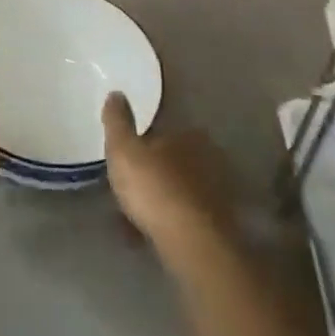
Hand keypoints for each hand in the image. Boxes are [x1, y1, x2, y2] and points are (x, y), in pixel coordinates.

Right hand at [101, 92, 235, 258]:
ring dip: (160, 200)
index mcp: (189, 136)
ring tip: (134, 215)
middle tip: (130, 186)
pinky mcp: (218, 227)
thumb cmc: (154, 187)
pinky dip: (167, 223)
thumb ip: (118, 121)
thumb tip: (116, 93)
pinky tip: (147, 235)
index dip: (146, 143)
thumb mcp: (124, 149)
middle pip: (174, 162)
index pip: (165, 131)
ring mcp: (216, 195)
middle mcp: (209, 160)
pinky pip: (184, 218)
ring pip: (180, 191)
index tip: (130, 157)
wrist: (191, 242)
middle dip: (154, 172)